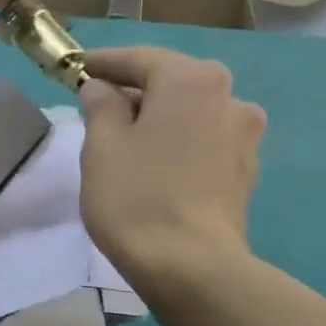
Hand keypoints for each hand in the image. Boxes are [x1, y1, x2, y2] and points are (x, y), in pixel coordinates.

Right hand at [77, 47, 266, 287]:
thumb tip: (104, 89)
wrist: (191, 267)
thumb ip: (101, 105)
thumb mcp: (101, 146)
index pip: (140, 59)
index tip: (78, 68)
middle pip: (171, 82)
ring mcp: (243, 134)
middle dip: (135, 90)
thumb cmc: (137, 198)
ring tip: (130, 140)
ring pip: (191, 113)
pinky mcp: (246, 170)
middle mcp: (228, 95)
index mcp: (191, 79)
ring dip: (161, 118)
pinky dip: (180, 144)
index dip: (104, 63)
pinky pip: (204, 142)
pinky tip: (160, 166)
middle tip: (100, 105)